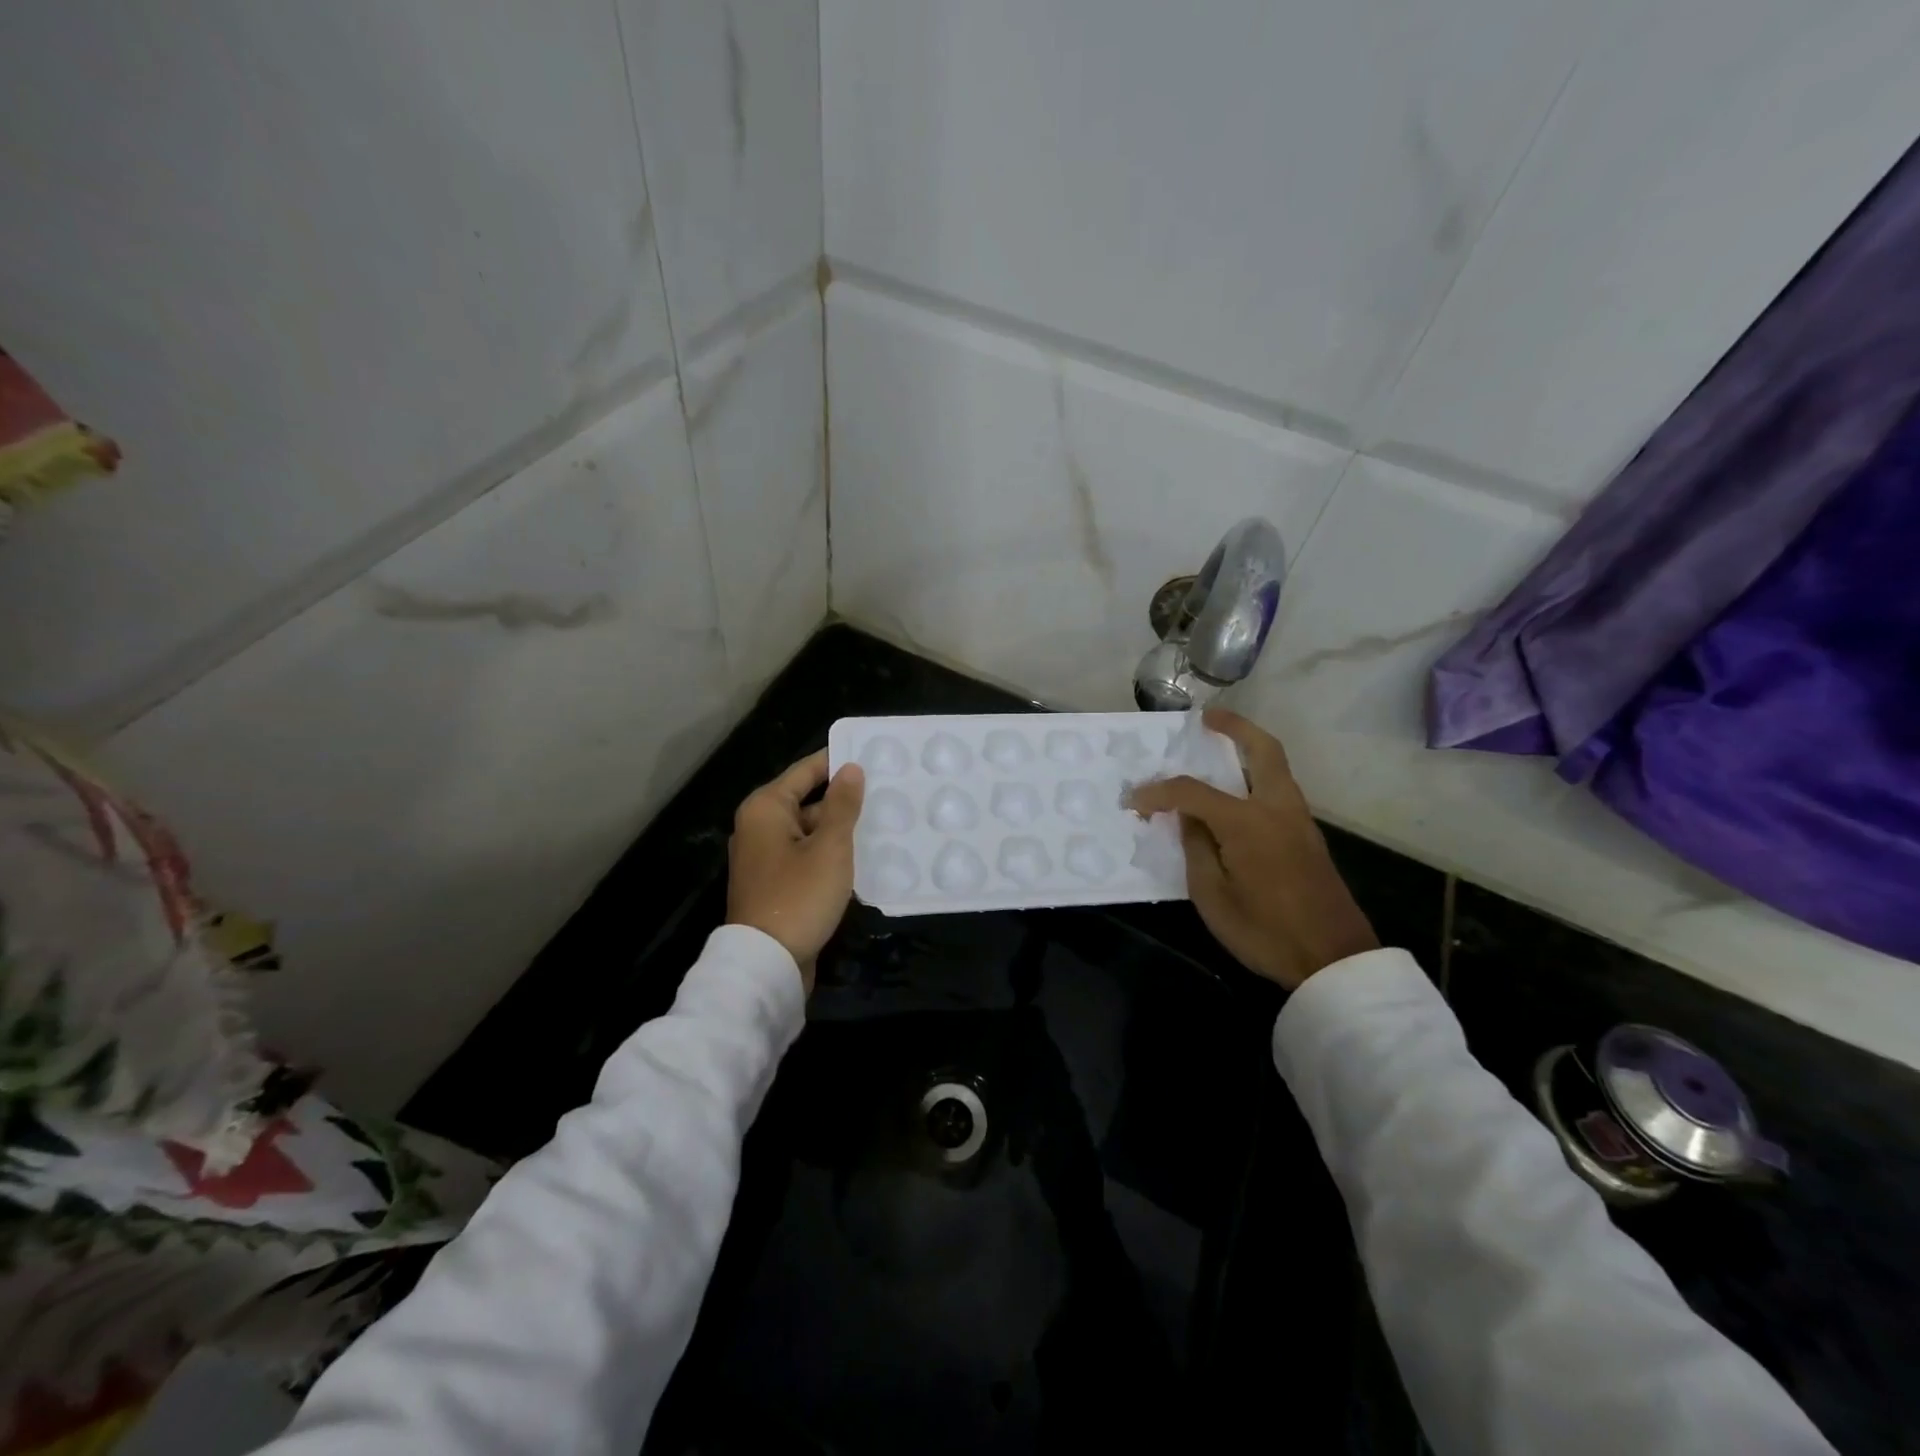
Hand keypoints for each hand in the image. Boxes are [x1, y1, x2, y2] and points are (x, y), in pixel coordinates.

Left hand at [727, 750, 865, 989]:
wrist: (766, 964)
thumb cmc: (799, 896)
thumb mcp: (830, 847)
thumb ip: (842, 805)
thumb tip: (851, 768)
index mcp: (766, 808)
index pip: (807, 771)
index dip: (838, 761)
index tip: (873, 755)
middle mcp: (758, 827)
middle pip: (807, 801)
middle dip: (844, 800)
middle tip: (888, 793)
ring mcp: (764, 858)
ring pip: (809, 832)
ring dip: (840, 830)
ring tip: (883, 823)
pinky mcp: (774, 884)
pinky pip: (806, 856)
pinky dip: (829, 854)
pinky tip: (862, 858)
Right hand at [1126, 709, 1376, 990]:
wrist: (1334, 960)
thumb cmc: (1265, 931)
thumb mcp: (1212, 896)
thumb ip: (1196, 847)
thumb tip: (1189, 817)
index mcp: (1248, 822)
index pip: (1192, 792)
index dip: (1158, 792)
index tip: (1134, 800)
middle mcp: (1277, 809)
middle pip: (1263, 750)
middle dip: (1235, 727)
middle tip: (1207, 718)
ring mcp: (1299, 821)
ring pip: (1275, 769)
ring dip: (1248, 751)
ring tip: (1217, 753)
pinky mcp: (1307, 837)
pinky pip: (1277, 792)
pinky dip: (1254, 779)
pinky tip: (1233, 797)